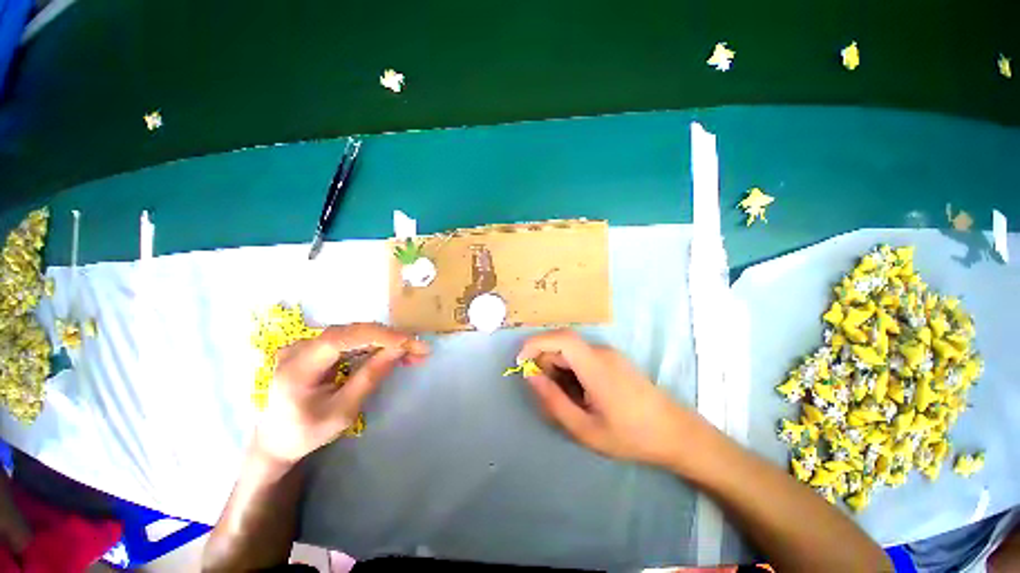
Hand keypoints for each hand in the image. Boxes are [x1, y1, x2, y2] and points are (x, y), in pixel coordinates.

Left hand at [253, 323, 429, 465]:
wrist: (277, 440)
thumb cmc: (307, 433)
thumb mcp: (343, 412)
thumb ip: (370, 377)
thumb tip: (400, 348)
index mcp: (297, 368)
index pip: (342, 339)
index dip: (379, 336)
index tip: (410, 342)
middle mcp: (299, 348)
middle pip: (352, 332)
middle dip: (390, 338)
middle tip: (420, 349)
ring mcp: (307, 345)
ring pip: (356, 333)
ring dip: (387, 341)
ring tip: (413, 352)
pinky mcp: (316, 347)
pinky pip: (351, 340)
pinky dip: (375, 345)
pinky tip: (394, 351)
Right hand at [518, 329, 694, 467]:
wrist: (676, 433)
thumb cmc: (630, 435)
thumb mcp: (585, 428)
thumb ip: (553, 400)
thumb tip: (530, 376)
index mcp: (595, 366)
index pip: (560, 338)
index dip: (535, 343)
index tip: (520, 362)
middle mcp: (601, 352)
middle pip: (562, 344)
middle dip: (544, 361)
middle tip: (544, 391)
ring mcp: (608, 354)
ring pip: (571, 351)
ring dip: (557, 367)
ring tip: (563, 397)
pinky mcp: (612, 359)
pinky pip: (582, 356)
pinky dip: (569, 369)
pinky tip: (578, 393)